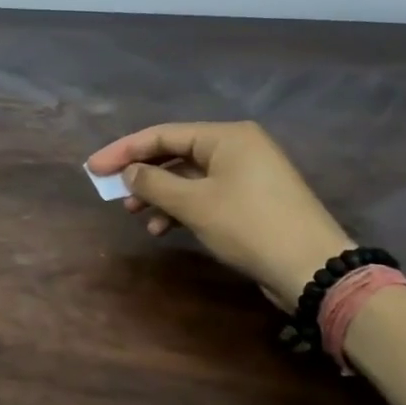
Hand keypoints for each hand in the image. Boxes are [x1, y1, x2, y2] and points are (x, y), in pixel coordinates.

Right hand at [86, 121, 352, 311]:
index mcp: (226, 136)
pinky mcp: (250, 200)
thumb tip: (130, 173)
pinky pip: (204, 194)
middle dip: (141, 174)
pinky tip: (162, 229)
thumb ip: (153, 183)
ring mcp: (246, 174)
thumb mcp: (194, 204)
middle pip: (174, 154)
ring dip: (158, 195)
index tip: (93, 169)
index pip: (162, 135)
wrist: (312, 269)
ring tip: (135, 215)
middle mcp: (237, 148)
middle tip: (110, 191)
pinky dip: (180, 208)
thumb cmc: (249, 226)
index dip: (123, 150)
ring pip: (188, 177)